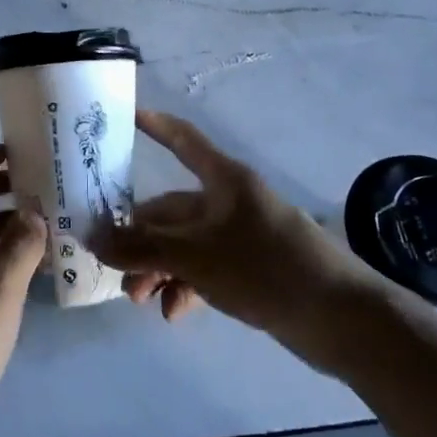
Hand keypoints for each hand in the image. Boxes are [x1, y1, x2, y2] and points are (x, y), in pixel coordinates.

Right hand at [104, 110, 378, 338]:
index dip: (155, 126)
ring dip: (158, 268)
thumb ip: (143, 248)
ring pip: (184, 244)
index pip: (183, 140)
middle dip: (140, 237)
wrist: (343, 319)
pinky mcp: (251, 270)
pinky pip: (204, 269)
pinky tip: (174, 313)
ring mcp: (241, 236)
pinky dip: (185, 286)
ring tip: (139, 299)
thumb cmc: (266, 267)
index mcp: (223, 180)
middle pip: (172, 209)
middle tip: (113, 265)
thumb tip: (93, 239)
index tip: (124, 118)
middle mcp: (230, 201)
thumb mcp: (196, 256)